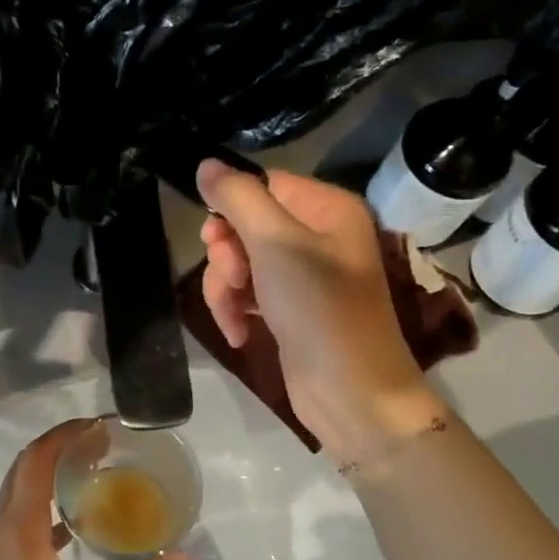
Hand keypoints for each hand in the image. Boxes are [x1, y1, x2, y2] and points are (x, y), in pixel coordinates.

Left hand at [0, 421, 190, 559]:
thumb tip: (186, 557)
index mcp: (18, 529)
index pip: (37, 460)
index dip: (65, 435)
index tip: (101, 426)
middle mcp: (0, 530)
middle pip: (25, 469)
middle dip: (60, 448)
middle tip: (103, 445)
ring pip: (20, 494)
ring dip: (51, 475)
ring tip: (93, 473)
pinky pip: (21, 520)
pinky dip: (46, 507)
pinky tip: (76, 524)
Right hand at [197, 160, 447, 466]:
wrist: (352, 395)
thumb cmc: (319, 311)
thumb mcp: (275, 245)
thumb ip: (238, 199)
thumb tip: (205, 164)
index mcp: (327, 209)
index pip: (264, 185)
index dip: (233, 209)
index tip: (215, 237)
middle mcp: (318, 235)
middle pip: (247, 224)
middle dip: (227, 255)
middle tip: (233, 278)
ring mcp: (304, 275)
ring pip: (241, 262)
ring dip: (226, 288)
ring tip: (233, 316)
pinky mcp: (290, 309)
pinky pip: (248, 293)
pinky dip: (237, 309)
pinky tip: (238, 333)